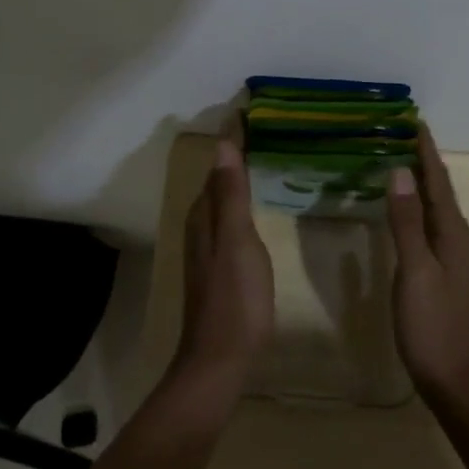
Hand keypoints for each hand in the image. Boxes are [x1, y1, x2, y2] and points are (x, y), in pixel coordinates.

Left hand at [169, 135, 274, 399]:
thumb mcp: (237, 241)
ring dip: (239, 173)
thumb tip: (222, 144)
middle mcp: (201, 223)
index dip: (233, 138)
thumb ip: (230, 194)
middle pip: (218, 177)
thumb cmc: (235, 298)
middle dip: (236, 151)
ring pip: (223, 197)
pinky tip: (258, 202)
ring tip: (266, 153)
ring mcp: (208, 245)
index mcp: (205, 214)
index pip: (219, 163)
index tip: (251, 109)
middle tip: (268, 125)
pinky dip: (242, 198)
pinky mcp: (219, 263)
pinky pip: (229, 216)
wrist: (220, 359)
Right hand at [387, 125, 468, 406]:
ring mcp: (450, 256)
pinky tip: (400, 208)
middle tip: (397, 130)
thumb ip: (407, 221)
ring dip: (418, 180)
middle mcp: (455, 237)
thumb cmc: (434, 325)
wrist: (457, 381)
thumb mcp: (416, 271)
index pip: (437, 179)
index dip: (425, 149)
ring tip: (396, 157)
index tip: (412, 118)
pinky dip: (415, 205)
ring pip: (434, 206)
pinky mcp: (441, 272)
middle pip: (438, 188)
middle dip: (421, 158)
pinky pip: (428, 224)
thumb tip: (398, 170)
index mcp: (452, 232)